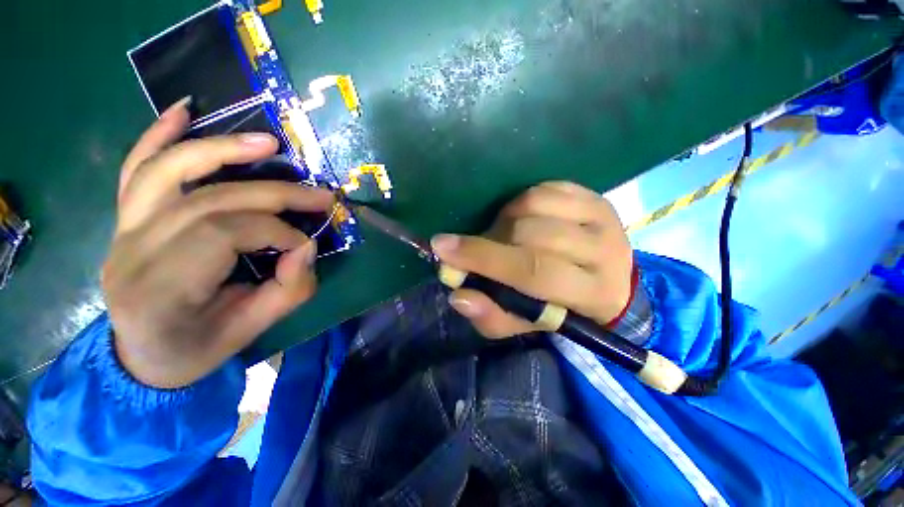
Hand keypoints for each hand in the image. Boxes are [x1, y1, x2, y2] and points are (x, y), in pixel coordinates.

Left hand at [102, 98, 334, 388]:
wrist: (144, 356)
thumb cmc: (198, 348)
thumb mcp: (253, 330)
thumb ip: (289, 289)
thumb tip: (305, 247)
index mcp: (160, 290)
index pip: (224, 234)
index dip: (277, 232)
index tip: (306, 245)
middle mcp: (132, 251)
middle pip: (210, 200)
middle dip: (275, 194)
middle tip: (320, 196)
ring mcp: (122, 229)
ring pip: (169, 170)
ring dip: (223, 149)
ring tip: (269, 144)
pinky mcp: (126, 219)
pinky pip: (136, 168)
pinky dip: (158, 135)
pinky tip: (184, 111)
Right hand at [431, 181, 632, 338]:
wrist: (603, 280)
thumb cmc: (561, 308)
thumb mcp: (525, 324)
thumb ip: (493, 316)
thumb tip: (459, 296)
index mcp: (593, 293)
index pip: (534, 271)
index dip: (485, 259)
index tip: (443, 248)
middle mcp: (605, 250)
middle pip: (532, 235)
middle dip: (492, 241)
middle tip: (481, 250)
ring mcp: (601, 216)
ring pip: (534, 206)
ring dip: (505, 222)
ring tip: (504, 237)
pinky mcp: (593, 195)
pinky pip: (543, 189)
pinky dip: (520, 203)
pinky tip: (522, 220)